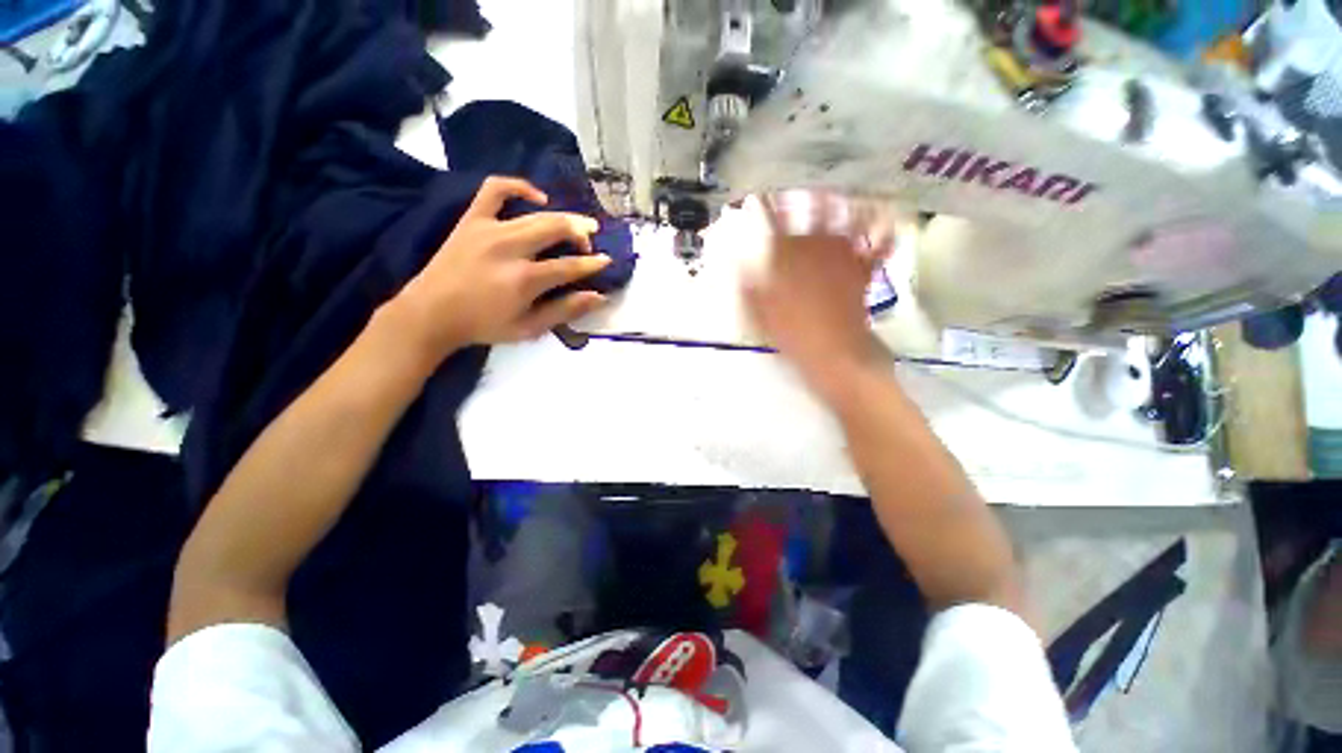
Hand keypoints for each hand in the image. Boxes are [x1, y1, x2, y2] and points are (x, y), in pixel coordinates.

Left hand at [393, 176, 611, 362]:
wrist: (431, 313)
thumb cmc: (484, 326)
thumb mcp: (529, 328)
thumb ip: (565, 310)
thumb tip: (598, 297)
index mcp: (524, 279)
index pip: (570, 266)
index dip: (593, 263)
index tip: (607, 261)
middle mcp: (510, 248)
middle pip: (556, 229)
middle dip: (581, 232)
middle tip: (592, 239)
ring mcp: (489, 229)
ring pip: (536, 213)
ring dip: (563, 216)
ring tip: (576, 224)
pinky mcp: (472, 219)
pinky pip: (495, 189)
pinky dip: (519, 186)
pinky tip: (537, 197)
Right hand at [744, 192, 890, 401]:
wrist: (834, 354)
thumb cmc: (792, 335)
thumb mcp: (759, 313)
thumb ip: (748, 285)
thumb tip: (736, 262)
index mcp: (787, 257)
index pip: (772, 222)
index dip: (766, 203)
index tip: (760, 189)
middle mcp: (816, 248)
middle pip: (811, 210)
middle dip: (806, 190)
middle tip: (807, 175)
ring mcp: (843, 256)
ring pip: (845, 219)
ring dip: (844, 200)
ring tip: (844, 184)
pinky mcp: (863, 271)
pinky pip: (877, 246)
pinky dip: (884, 233)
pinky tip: (889, 220)